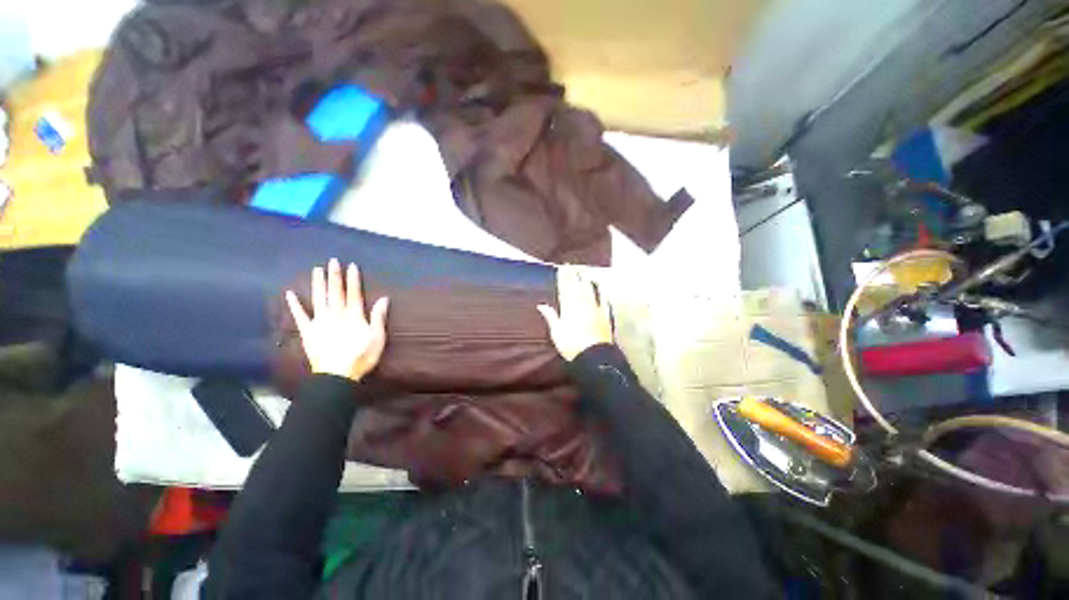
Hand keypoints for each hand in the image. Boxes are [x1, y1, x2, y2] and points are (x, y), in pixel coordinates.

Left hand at [285, 258, 388, 381]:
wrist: (337, 375)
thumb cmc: (361, 356)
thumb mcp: (377, 337)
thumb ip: (378, 317)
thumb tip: (383, 298)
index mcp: (353, 315)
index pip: (354, 293)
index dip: (353, 279)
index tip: (351, 266)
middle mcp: (336, 314)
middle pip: (335, 292)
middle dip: (334, 276)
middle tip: (332, 261)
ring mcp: (319, 322)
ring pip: (318, 298)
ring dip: (317, 283)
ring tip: (316, 270)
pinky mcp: (308, 332)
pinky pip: (300, 316)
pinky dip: (295, 305)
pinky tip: (290, 294)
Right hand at [537, 265, 612, 360]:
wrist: (593, 356)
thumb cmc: (571, 345)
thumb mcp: (556, 332)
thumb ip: (550, 316)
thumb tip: (541, 305)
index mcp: (568, 307)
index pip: (564, 288)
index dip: (563, 277)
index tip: (561, 268)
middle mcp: (582, 304)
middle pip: (577, 286)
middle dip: (573, 274)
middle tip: (571, 264)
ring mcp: (595, 308)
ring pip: (589, 289)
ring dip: (585, 279)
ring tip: (583, 270)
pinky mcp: (605, 315)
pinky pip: (603, 300)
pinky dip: (601, 291)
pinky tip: (600, 285)